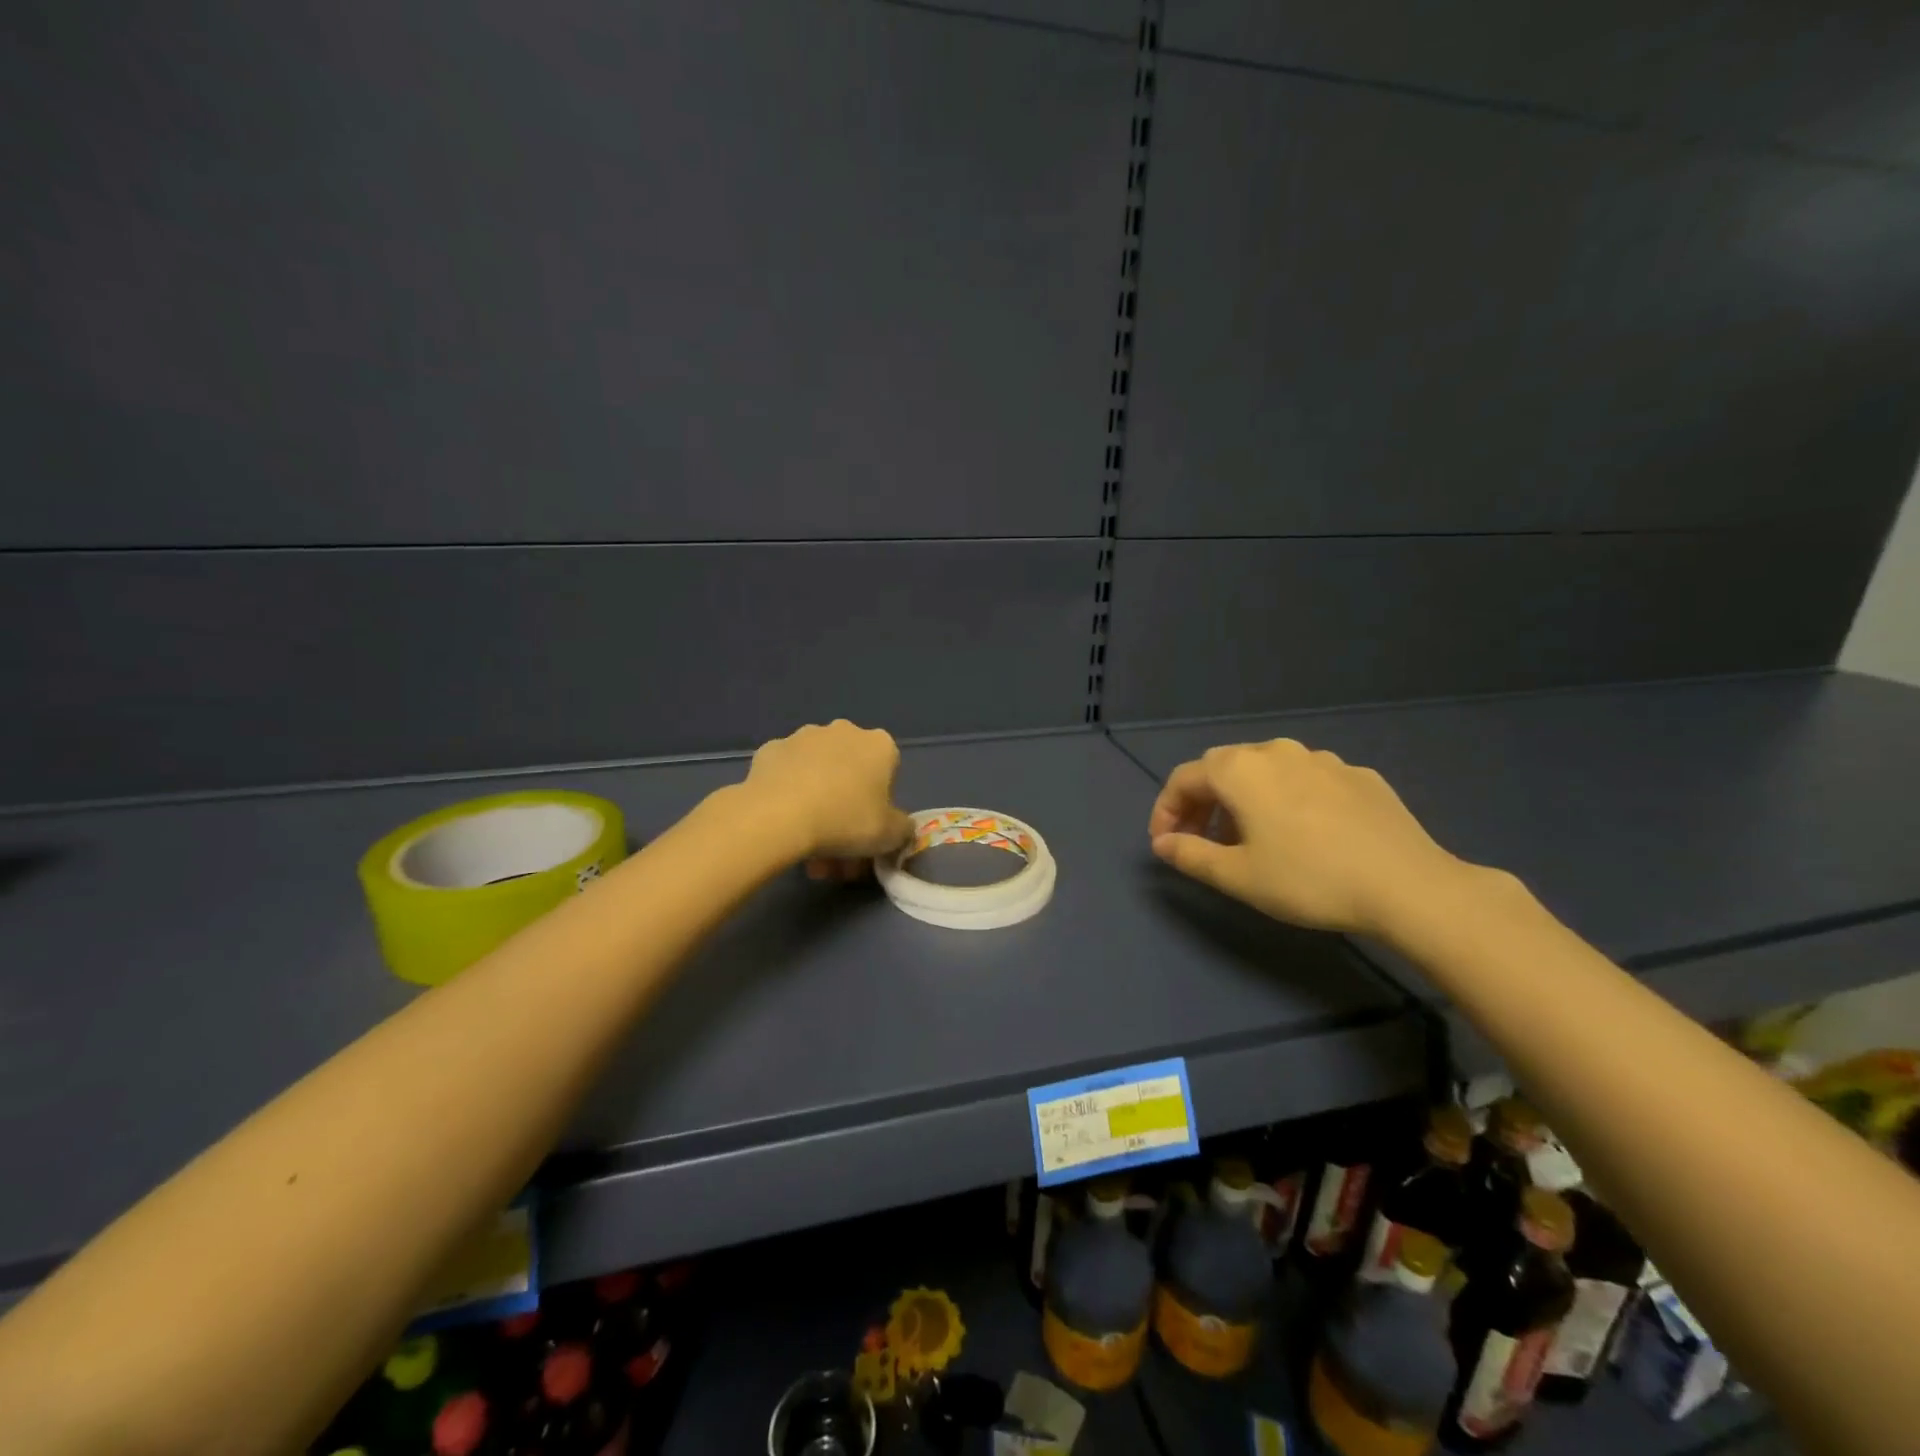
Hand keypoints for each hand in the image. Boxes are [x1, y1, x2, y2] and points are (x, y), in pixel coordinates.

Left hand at [742, 720, 915, 877]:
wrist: (778, 816)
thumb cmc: (846, 821)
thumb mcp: (891, 836)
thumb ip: (903, 828)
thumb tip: (900, 826)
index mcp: (879, 745)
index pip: (889, 773)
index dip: (881, 803)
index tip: (869, 828)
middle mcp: (844, 731)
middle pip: (851, 772)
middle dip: (846, 807)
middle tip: (838, 847)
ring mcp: (803, 737)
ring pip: (818, 774)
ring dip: (818, 802)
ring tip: (806, 845)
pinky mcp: (770, 749)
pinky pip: (786, 775)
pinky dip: (788, 795)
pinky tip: (783, 823)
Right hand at [1147, 738, 1477, 938]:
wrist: (1408, 885)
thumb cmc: (1308, 879)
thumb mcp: (1238, 876)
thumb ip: (1190, 855)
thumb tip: (1162, 843)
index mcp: (1240, 770)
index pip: (1184, 779)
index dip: (1166, 810)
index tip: (1166, 844)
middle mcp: (1277, 751)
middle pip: (1223, 769)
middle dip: (1203, 803)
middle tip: (1202, 841)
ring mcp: (1322, 759)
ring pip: (1266, 771)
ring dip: (1245, 800)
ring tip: (1251, 840)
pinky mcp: (1358, 775)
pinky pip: (1306, 780)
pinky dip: (1287, 800)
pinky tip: (1304, 834)